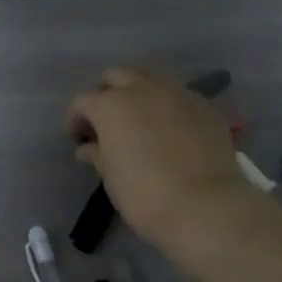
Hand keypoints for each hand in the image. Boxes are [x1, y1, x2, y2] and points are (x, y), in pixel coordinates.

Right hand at [65, 65, 260, 260]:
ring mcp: (178, 94)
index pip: (83, 102)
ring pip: (151, 77)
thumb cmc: (144, 195)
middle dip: (106, 92)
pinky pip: (179, 95)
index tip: (76, 137)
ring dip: (138, 91)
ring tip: (138, 118)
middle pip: (116, 76)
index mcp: (111, 106)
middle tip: (105, 119)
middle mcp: (143, 90)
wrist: (205, 206)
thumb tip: (88, 147)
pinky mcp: (205, 107)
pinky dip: (167, 105)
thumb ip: (98, 154)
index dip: (76, 118)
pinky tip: (169, 128)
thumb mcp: (111, 177)